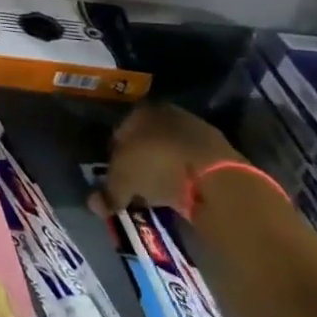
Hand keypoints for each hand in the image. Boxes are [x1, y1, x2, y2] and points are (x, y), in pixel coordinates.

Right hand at [90, 102, 243, 217]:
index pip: (119, 131)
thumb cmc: (157, 167)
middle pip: (147, 139)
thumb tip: (94, 205)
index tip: (116, 176)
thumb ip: (107, 192)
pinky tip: (182, 192)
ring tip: (160, 192)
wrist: (216, 178)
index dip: (114, 155)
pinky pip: (194, 164)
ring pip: (172, 151)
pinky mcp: (222, 150)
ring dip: (165, 168)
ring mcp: (198, 129)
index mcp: (139, 111)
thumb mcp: (123, 182)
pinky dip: (186, 176)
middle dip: (141, 160)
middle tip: (136, 185)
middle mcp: (168, 113)